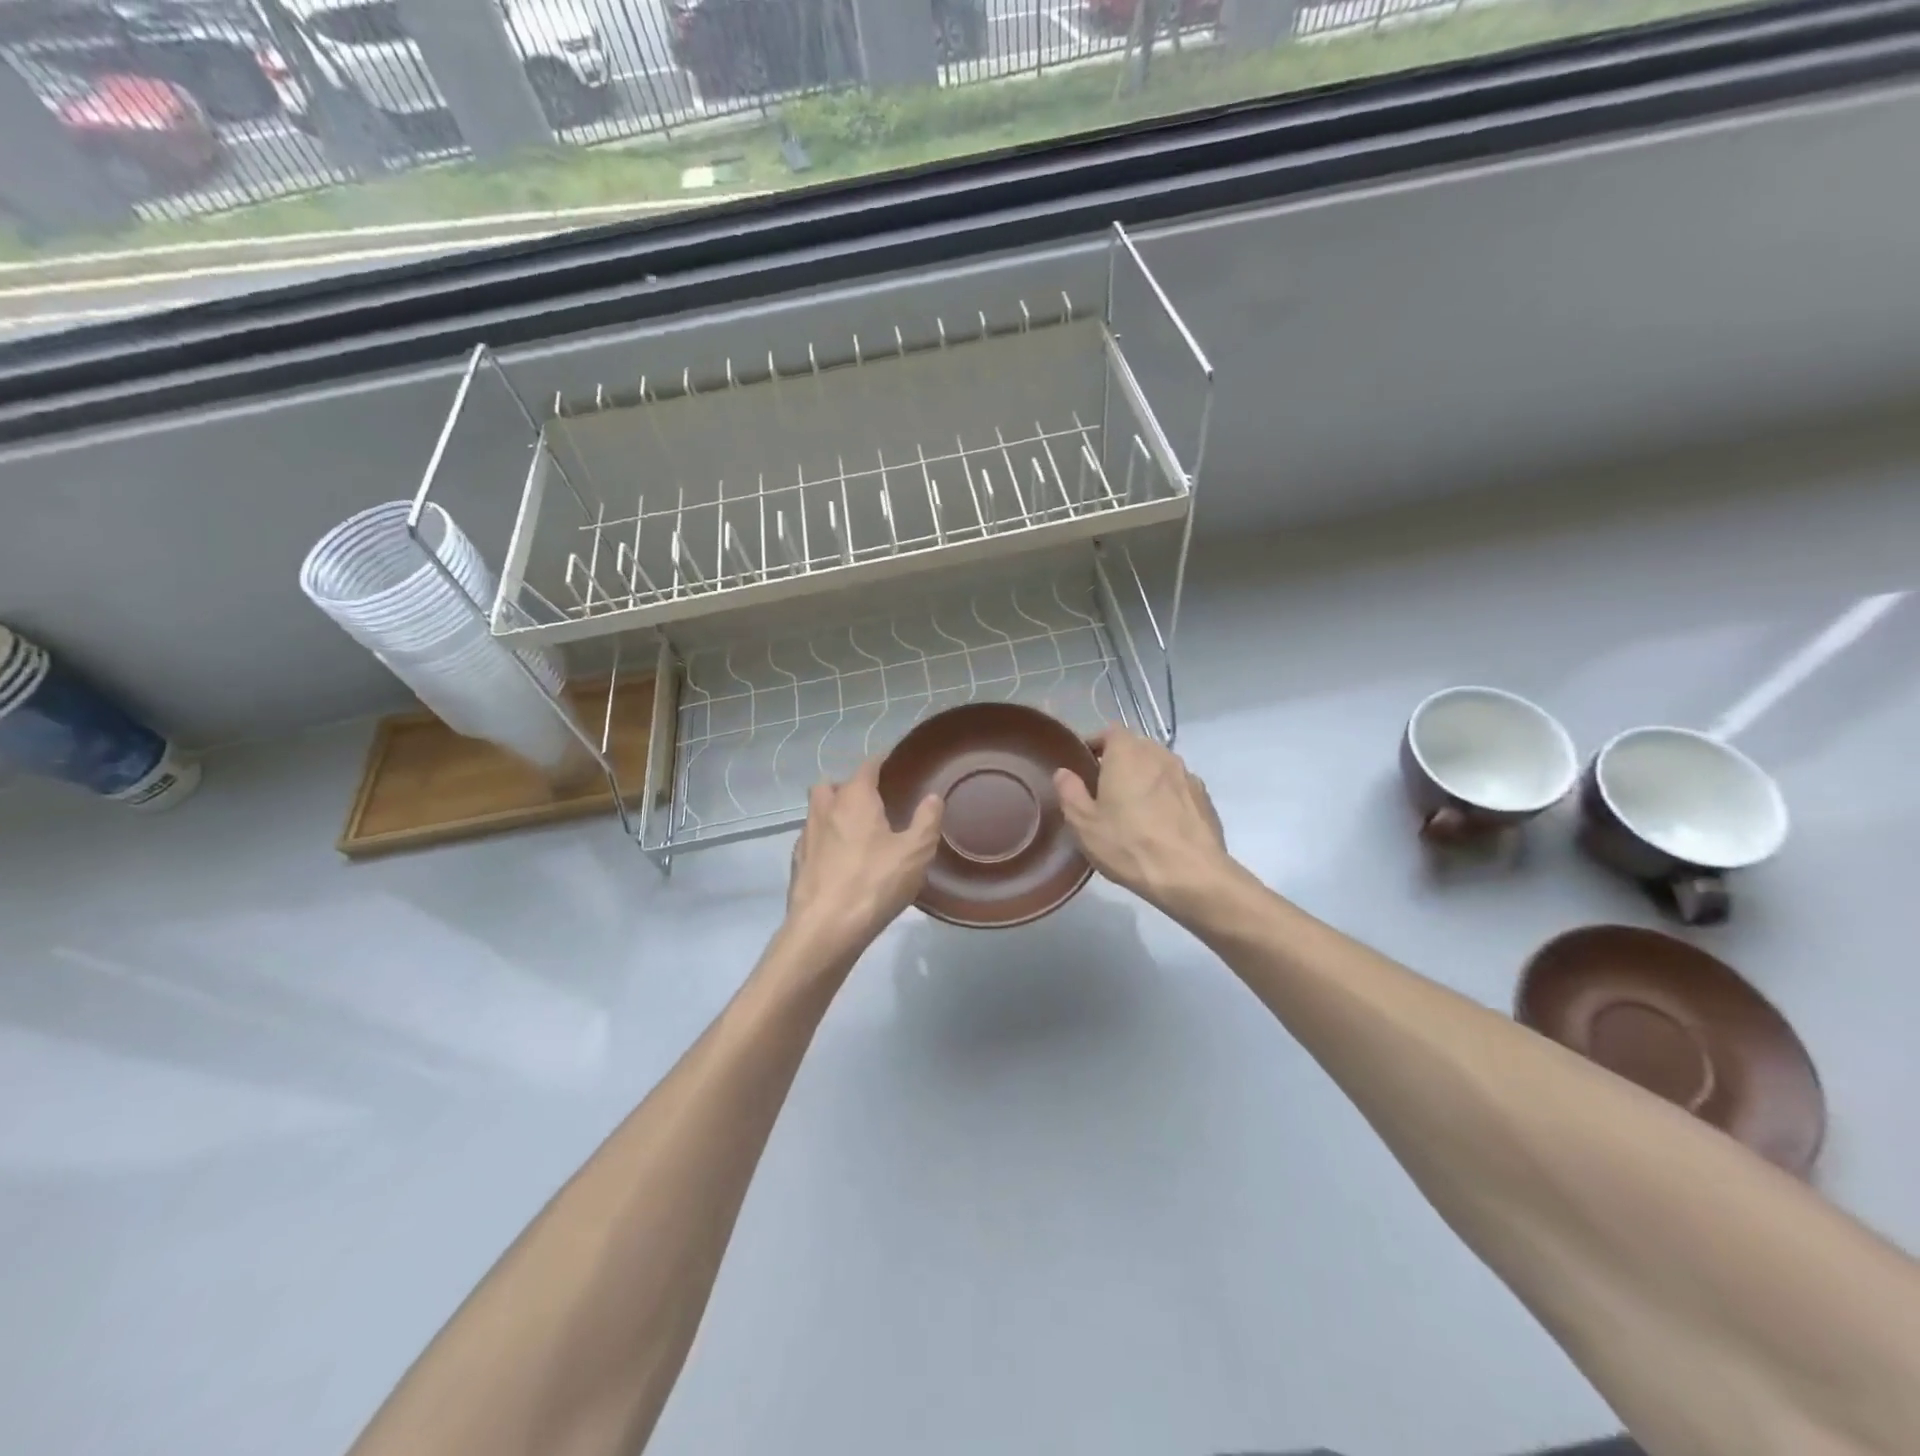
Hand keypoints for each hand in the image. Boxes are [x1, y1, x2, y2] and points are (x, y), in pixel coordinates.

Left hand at [784, 759, 942, 962]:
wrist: (825, 929)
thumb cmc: (874, 883)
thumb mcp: (915, 852)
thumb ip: (927, 820)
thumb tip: (933, 796)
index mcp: (854, 798)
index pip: (867, 767)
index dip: (881, 762)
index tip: (894, 764)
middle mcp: (825, 809)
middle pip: (831, 785)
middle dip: (848, 786)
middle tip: (872, 802)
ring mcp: (806, 836)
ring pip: (817, 811)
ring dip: (833, 813)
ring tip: (858, 832)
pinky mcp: (797, 863)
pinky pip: (812, 840)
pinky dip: (825, 841)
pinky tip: (841, 860)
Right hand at [1054, 727, 1235, 914]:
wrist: (1192, 875)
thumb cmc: (1129, 845)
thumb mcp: (1084, 824)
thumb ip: (1070, 792)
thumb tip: (1064, 773)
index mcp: (1127, 753)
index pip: (1109, 732)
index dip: (1096, 744)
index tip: (1085, 766)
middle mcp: (1159, 754)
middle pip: (1136, 748)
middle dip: (1120, 762)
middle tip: (1105, 790)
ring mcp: (1186, 775)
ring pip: (1158, 767)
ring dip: (1145, 779)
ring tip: (1134, 808)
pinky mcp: (1204, 797)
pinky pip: (1177, 787)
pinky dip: (1166, 796)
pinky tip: (1160, 824)